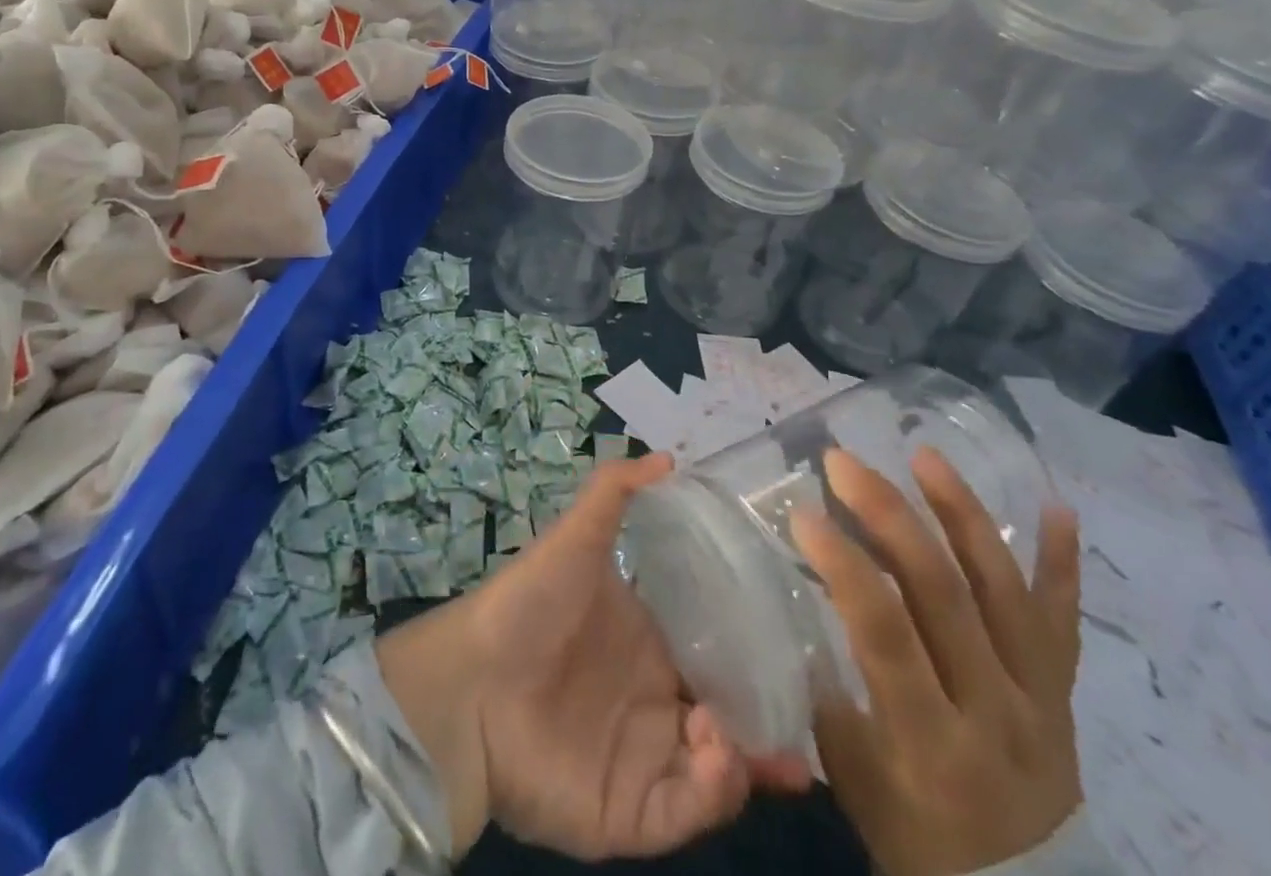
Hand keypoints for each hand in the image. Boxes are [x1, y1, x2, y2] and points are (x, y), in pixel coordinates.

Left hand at [377, 454, 802, 858]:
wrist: (471, 683)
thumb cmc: (531, 604)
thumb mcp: (576, 536)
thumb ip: (616, 491)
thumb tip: (670, 457)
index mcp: (648, 645)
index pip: (716, 657)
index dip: (754, 660)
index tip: (793, 653)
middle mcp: (653, 703)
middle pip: (728, 721)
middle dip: (766, 726)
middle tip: (799, 724)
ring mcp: (643, 761)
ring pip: (718, 774)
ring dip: (742, 757)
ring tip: (730, 733)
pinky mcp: (629, 815)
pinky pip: (687, 814)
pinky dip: (712, 794)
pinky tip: (714, 756)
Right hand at [792, 447, 1083, 875]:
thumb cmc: (912, 836)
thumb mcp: (851, 773)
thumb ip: (823, 685)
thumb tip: (790, 594)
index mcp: (932, 743)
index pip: (887, 632)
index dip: (844, 565)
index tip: (804, 511)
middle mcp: (996, 714)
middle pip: (944, 594)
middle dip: (888, 515)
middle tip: (844, 461)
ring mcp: (1041, 701)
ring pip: (1004, 590)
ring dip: (962, 514)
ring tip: (924, 455)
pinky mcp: (1065, 695)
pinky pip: (1064, 621)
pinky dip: (1063, 561)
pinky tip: (1054, 505)